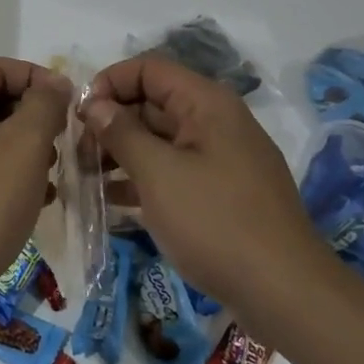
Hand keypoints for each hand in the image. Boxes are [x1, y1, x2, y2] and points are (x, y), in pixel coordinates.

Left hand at [0, 57, 72, 335]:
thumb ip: (45, 104)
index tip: (73, 112)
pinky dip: (2, 174)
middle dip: (33, 121)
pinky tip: (30, 201)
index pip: (2, 68)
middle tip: (59, 151)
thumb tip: (54, 81)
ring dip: (22, 151)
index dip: (42, 83)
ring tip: (47, 181)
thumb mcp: (24, 147)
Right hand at [84, 57, 338, 336]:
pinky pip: (173, 171)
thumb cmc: (216, 223)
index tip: (81, 117)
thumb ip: (122, 133)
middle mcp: (215, 122)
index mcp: (206, 103)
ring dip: (121, 153)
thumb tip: (95, 105)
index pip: (148, 69)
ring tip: (86, 177)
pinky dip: (142, 179)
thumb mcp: (159, 174)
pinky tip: (111, 201)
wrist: (287, 295)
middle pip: (152, 103)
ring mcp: (220, 159)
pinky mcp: (220, 193)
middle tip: (77, 154)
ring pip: (159, 140)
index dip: (110, 83)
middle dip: (111, 123)